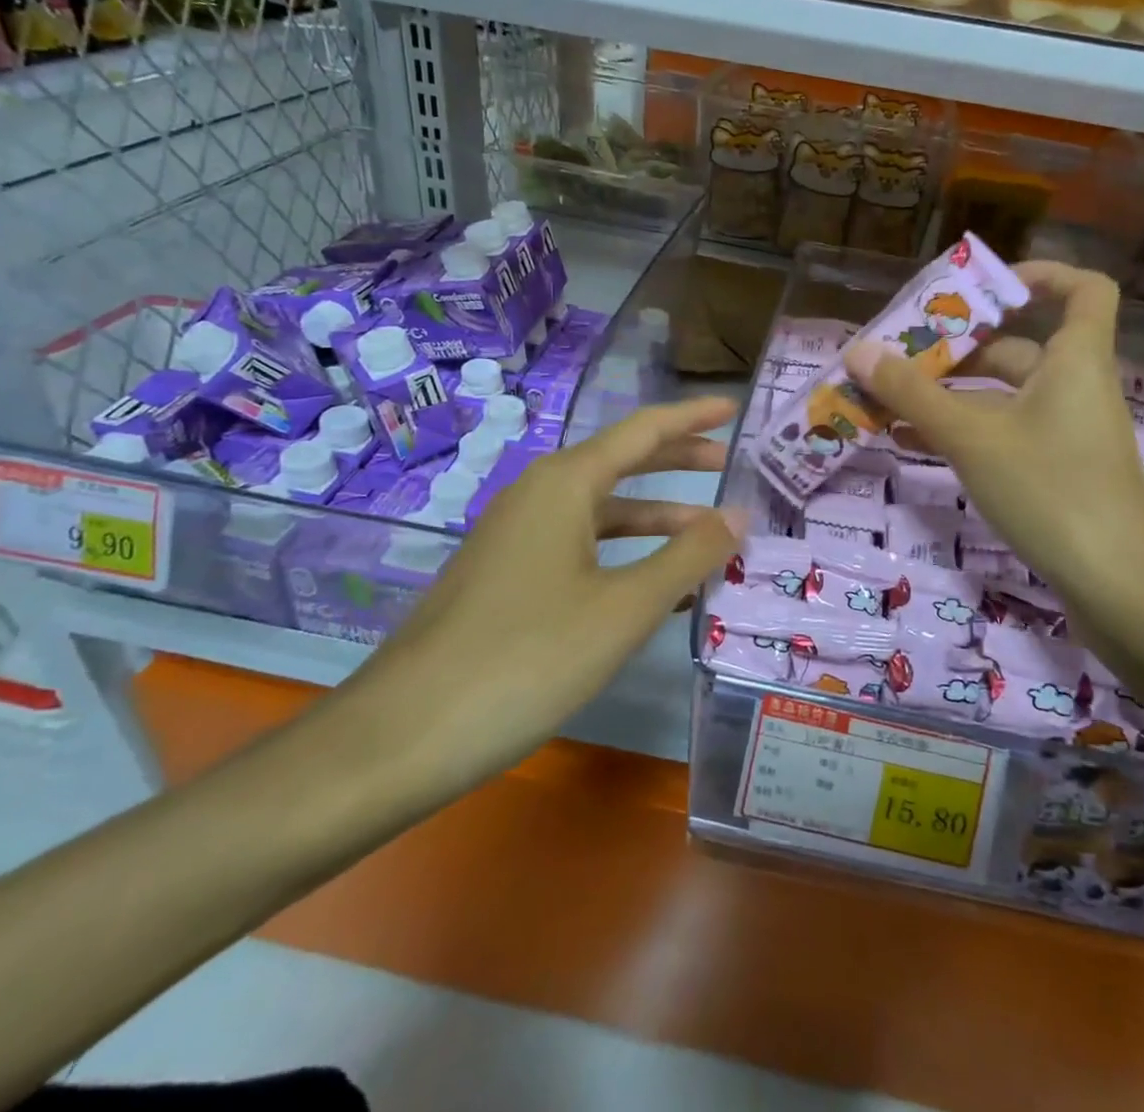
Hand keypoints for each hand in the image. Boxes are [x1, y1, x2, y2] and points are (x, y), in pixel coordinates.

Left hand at [335, 396, 744, 800]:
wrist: (403, 734)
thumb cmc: (527, 658)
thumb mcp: (624, 608)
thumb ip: (688, 556)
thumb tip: (739, 514)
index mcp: (566, 483)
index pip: (643, 431)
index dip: (692, 417)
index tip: (735, 410)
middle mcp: (539, 495)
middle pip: (621, 463)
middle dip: (677, 462)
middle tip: (730, 466)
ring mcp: (517, 537)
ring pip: (601, 511)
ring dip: (655, 518)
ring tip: (708, 535)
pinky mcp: (506, 575)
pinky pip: (579, 546)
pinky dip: (623, 554)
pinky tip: (654, 588)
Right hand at [846, 263, 1143, 632]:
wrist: (1122, 592)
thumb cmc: (1051, 491)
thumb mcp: (972, 438)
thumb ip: (913, 394)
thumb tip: (859, 350)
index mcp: (1075, 360)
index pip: (1083, 289)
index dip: (1039, 275)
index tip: (979, 289)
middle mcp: (1075, 388)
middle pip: (1019, 347)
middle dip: (958, 348)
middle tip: (901, 353)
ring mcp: (1068, 434)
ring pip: (1004, 397)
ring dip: (950, 395)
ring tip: (889, 399)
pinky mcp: (1058, 473)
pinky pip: (1005, 435)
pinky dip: (964, 432)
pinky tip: (912, 444)